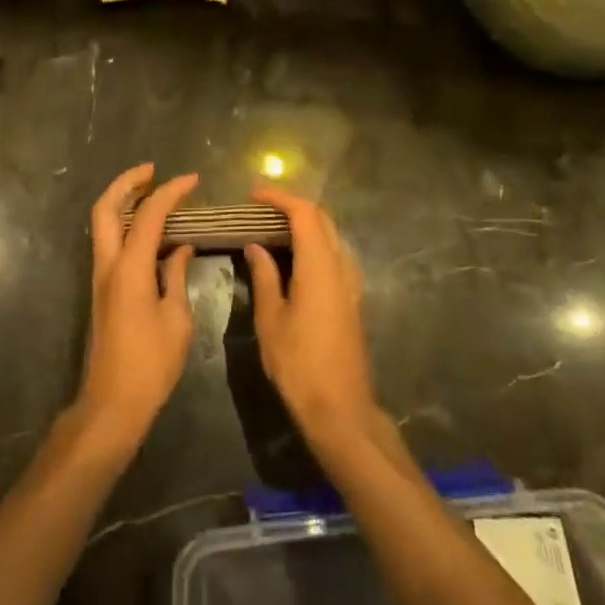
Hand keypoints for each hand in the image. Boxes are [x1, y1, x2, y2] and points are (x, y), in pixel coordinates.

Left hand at [76, 164, 200, 450]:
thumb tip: (180, 249)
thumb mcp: (176, 319)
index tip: (193, 179)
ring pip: (103, 223)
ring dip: (123, 201)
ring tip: (153, 191)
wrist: (113, 401)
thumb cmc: (151, 364)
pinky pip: (110, 242)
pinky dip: (126, 224)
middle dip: (127, 183)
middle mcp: (108, 264)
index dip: (171, 192)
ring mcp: (101, 276)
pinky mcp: (103, 289)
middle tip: (153, 171)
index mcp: (129, 268)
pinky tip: (152, 231)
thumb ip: (176, 276)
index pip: (149, 215)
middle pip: (106, 208)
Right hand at [244, 189, 379, 447]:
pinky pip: (334, 256)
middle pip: (322, 219)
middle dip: (292, 207)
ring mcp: (351, 283)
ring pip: (331, 236)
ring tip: (271, 230)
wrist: (340, 409)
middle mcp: (341, 266)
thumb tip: (255, 246)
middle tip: (259, 210)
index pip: (304, 213)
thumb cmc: (299, 364)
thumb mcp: (271, 319)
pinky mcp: (351, 299)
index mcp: (320, 266)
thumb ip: (264, 276)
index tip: (253, 196)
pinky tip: (292, 259)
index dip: (279, 198)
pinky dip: (313, 244)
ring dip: (304, 225)